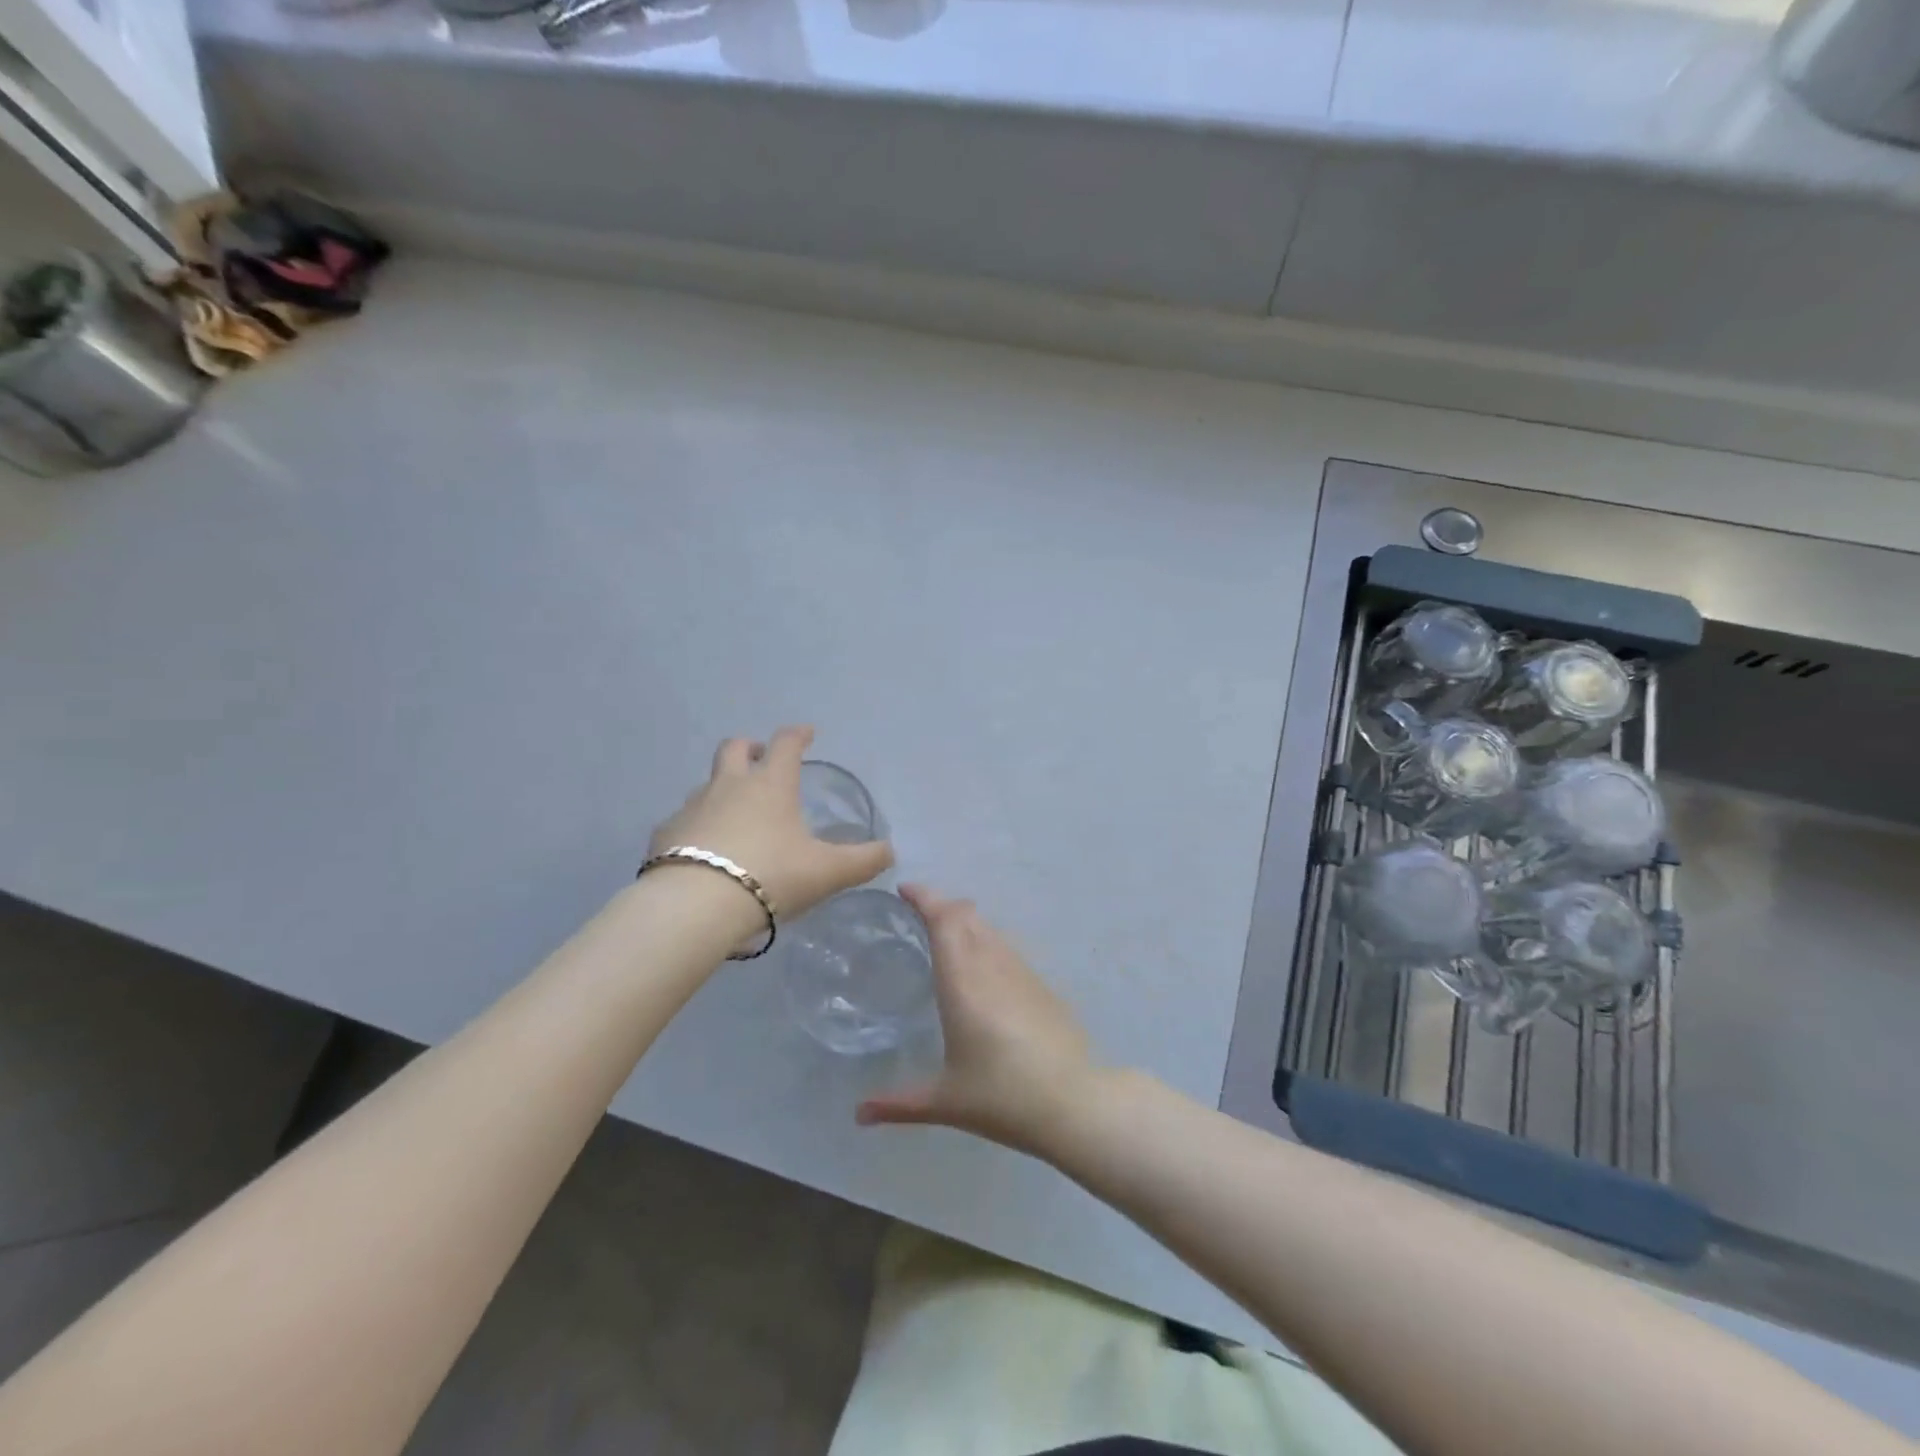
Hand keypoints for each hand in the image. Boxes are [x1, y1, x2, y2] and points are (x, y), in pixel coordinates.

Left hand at [650, 726, 892, 924]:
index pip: (786, 744)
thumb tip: (890, 851)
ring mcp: (692, 807)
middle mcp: (729, 786)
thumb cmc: (770, 876)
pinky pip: (683, 821)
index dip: (798, 735)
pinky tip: (703, 853)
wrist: (695, 905)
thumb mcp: (828, 872)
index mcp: (770, 785)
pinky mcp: (665, 834)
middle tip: (759, 758)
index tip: (807, 733)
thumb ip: (863, 861)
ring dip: (722, 790)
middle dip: (749, 747)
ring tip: (735, 817)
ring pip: (707, 785)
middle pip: (734, 748)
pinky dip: (696, 828)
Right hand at [856, 885, 1095, 1155]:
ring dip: (965, 922)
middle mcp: (991, 966)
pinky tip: (981, 969)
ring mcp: (1021, 972)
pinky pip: (1006, 948)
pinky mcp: (1042, 985)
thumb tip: (859, 1113)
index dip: (925, 897)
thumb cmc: (1002, 1097)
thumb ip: (898, 1104)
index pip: (944, 919)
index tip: (904, 890)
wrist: (1073, 1102)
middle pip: (966, 914)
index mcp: (963, 982)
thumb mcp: (945, 1101)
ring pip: (989, 928)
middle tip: (917, 914)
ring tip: (946, 936)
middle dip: (941, 905)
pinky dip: (986, 942)